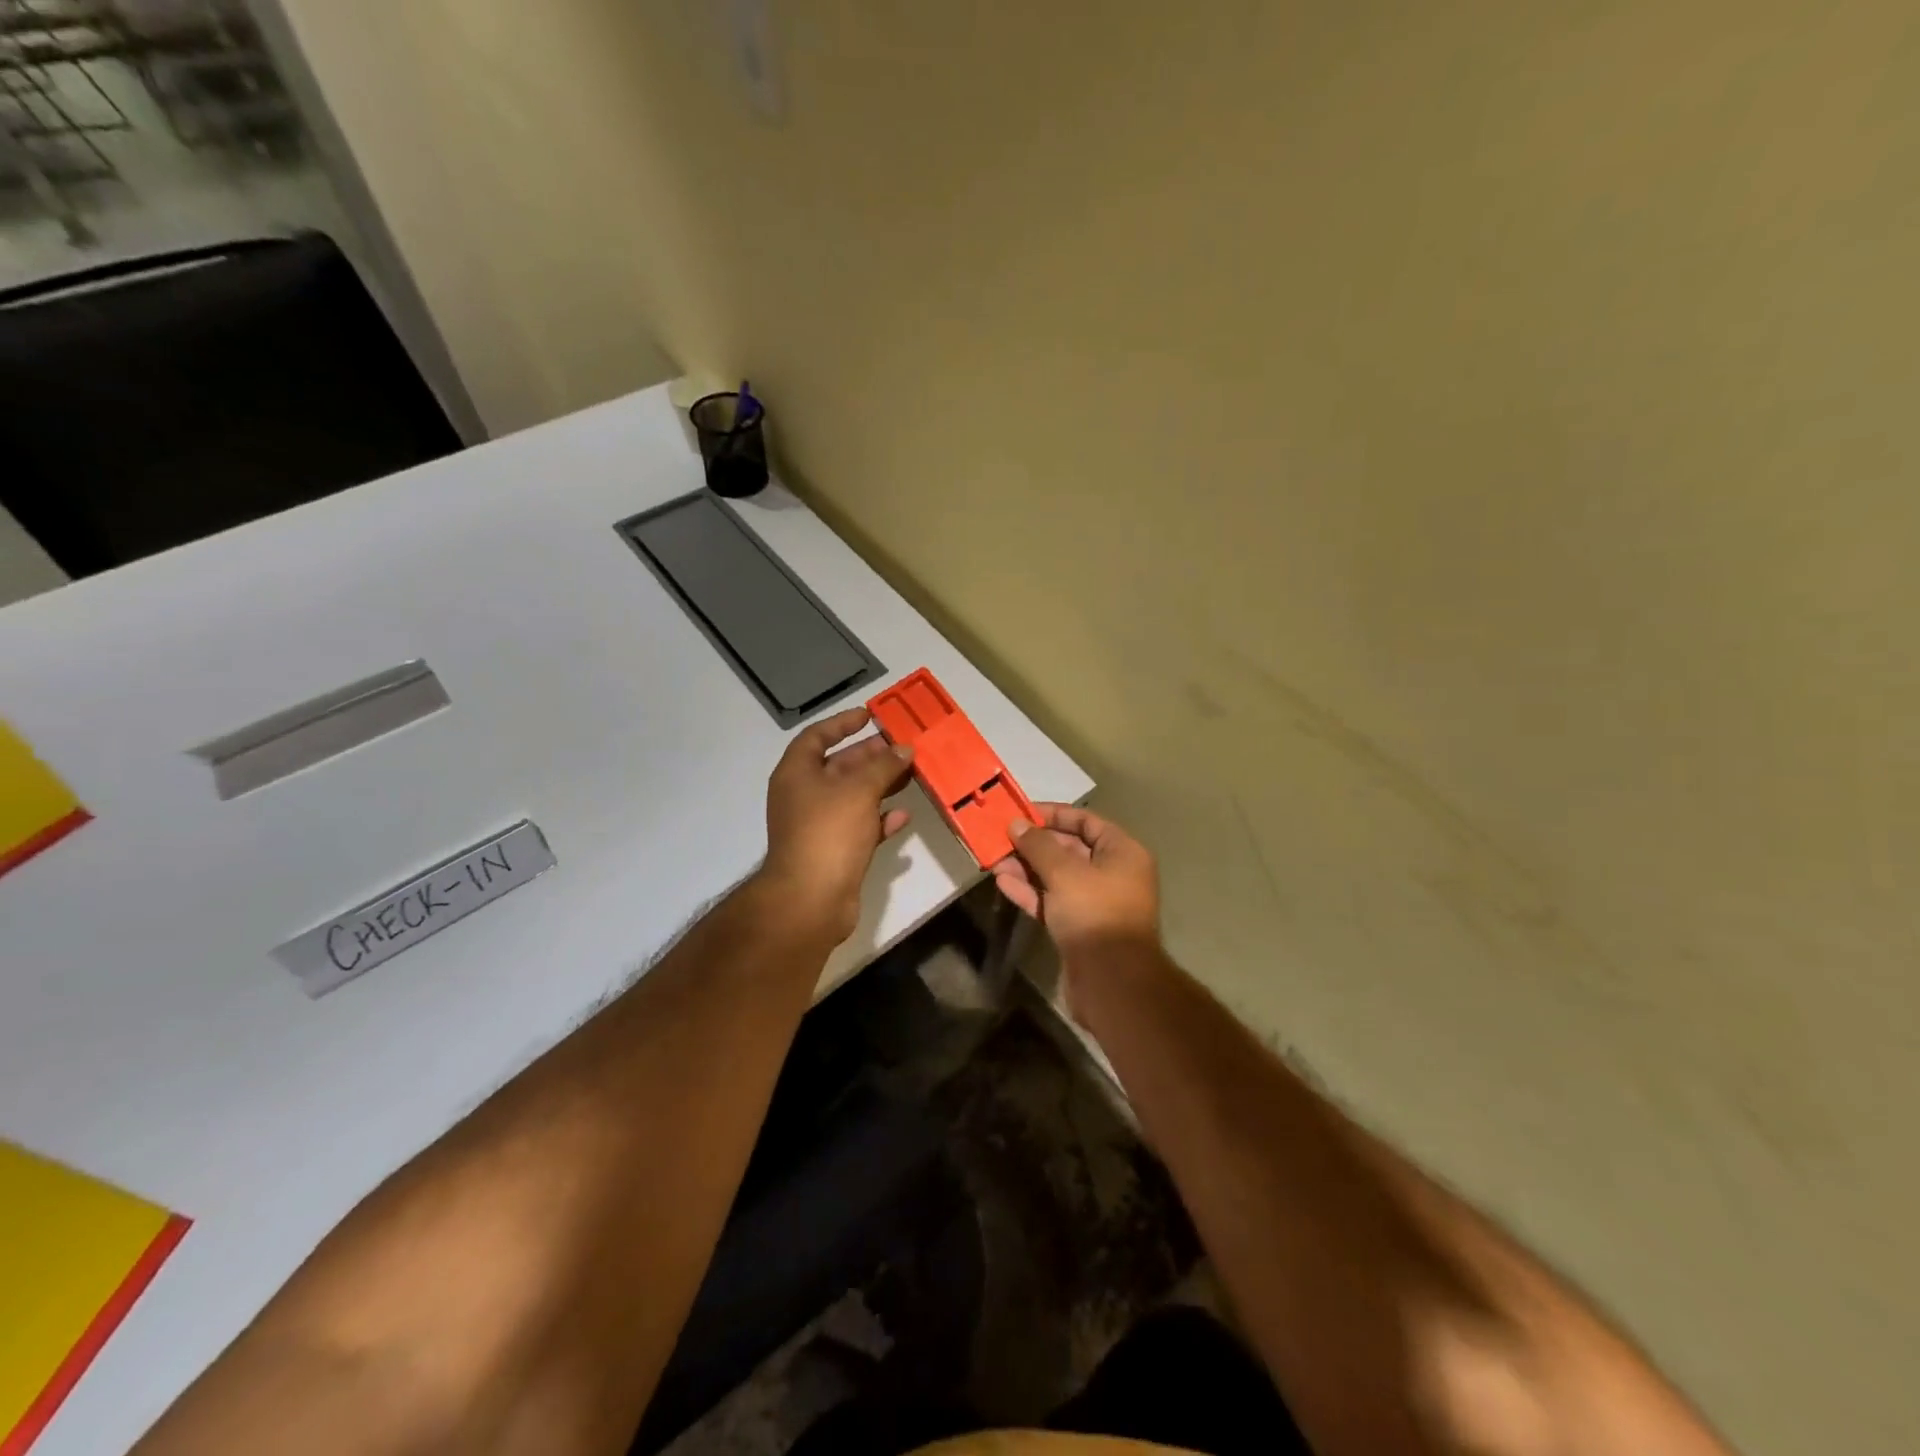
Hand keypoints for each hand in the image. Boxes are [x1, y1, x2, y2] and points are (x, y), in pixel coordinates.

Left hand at [757, 707, 914, 944]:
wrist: (811, 899)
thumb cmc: (829, 832)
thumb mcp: (859, 789)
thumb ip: (884, 766)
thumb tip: (904, 749)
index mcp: (797, 774)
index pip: (816, 736)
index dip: (842, 723)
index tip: (870, 716)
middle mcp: (803, 796)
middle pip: (838, 766)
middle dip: (870, 756)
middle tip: (902, 747)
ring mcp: (818, 826)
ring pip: (853, 797)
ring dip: (880, 786)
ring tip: (910, 775)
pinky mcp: (834, 852)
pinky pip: (860, 827)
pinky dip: (880, 819)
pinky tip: (903, 816)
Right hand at [993, 803, 1161, 970]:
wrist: (1111, 982)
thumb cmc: (1095, 914)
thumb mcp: (1065, 872)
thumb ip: (1038, 846)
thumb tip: (1016, 824)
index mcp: (1122, 853)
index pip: (1086, 822)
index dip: (1054, 814)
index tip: (1022, 813)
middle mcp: (1112, 874)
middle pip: (1069, 849)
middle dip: (1034, 844)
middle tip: (1001, 837)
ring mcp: (1095, 903)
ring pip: (1056, 877)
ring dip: (1026, 867)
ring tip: (994, 859)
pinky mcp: (1078, 928)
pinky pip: (1052, 901)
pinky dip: (1030, 892)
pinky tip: (1003, 883)